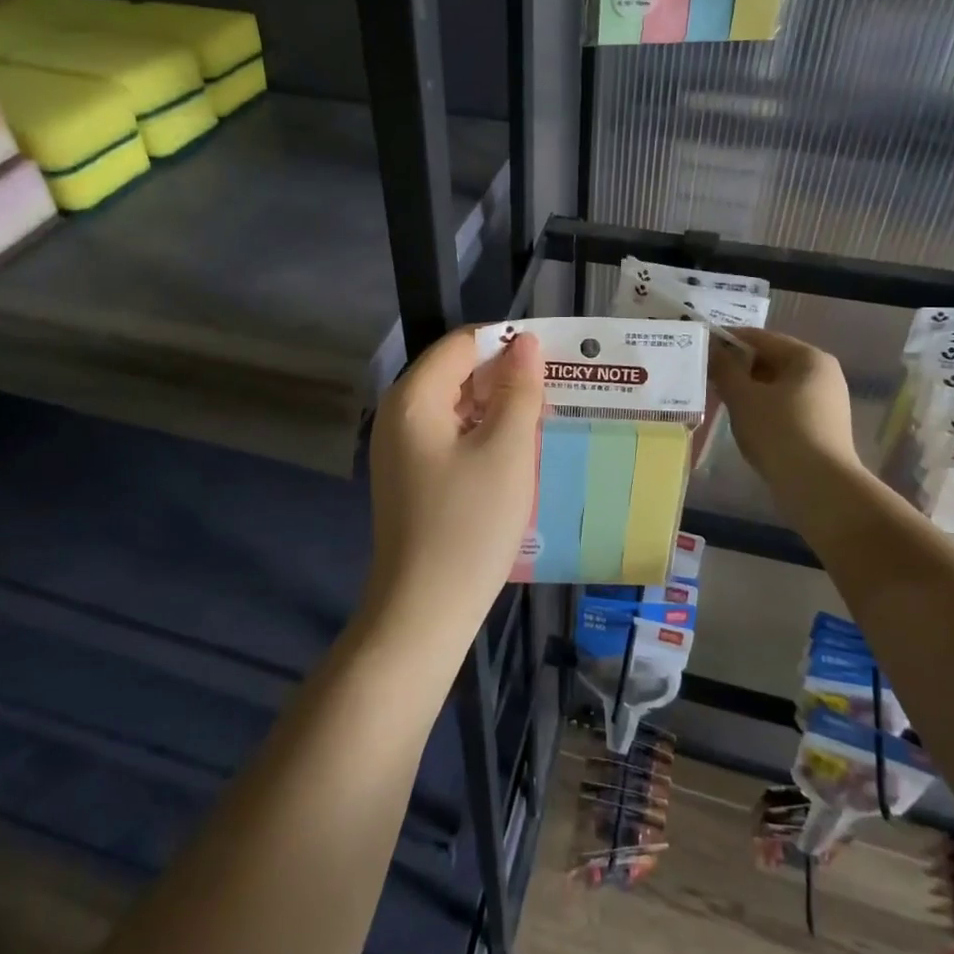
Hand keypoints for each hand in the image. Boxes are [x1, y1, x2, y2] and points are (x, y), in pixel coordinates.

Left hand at [365, 328, 544, 646]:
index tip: (552, 359)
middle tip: (554, 391)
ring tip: (543, 419)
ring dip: (497, 407)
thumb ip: (519, 390)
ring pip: (456, 405)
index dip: (507, 343)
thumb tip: (526, 343)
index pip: (462, 343)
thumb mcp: (507, 451)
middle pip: (456, 372)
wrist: (424, 609)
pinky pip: (450, 435)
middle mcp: (399, 413)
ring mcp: (401, 447)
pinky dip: (482, 434)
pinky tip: (515, 451)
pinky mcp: (410, 475)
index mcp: (414, 397)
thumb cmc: (469, 524)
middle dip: (504, 376)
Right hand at [709, 329, 859, 496]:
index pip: (760, 338)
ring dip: (747, 390)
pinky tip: (742, 422)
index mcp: (808, 358)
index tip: (700, 348)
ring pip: (776, 386)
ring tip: (718, 399)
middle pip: (771, 360)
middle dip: (737, 367)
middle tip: (705, 376)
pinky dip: (762, 408)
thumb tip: (711, 347)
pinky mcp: (821, 427)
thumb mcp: (743, 397)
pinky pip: (785, 406)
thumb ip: (724, 368)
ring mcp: (825, 402)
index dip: (728, 340)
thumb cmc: (779, 432)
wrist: (818, 488)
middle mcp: (822, 373)